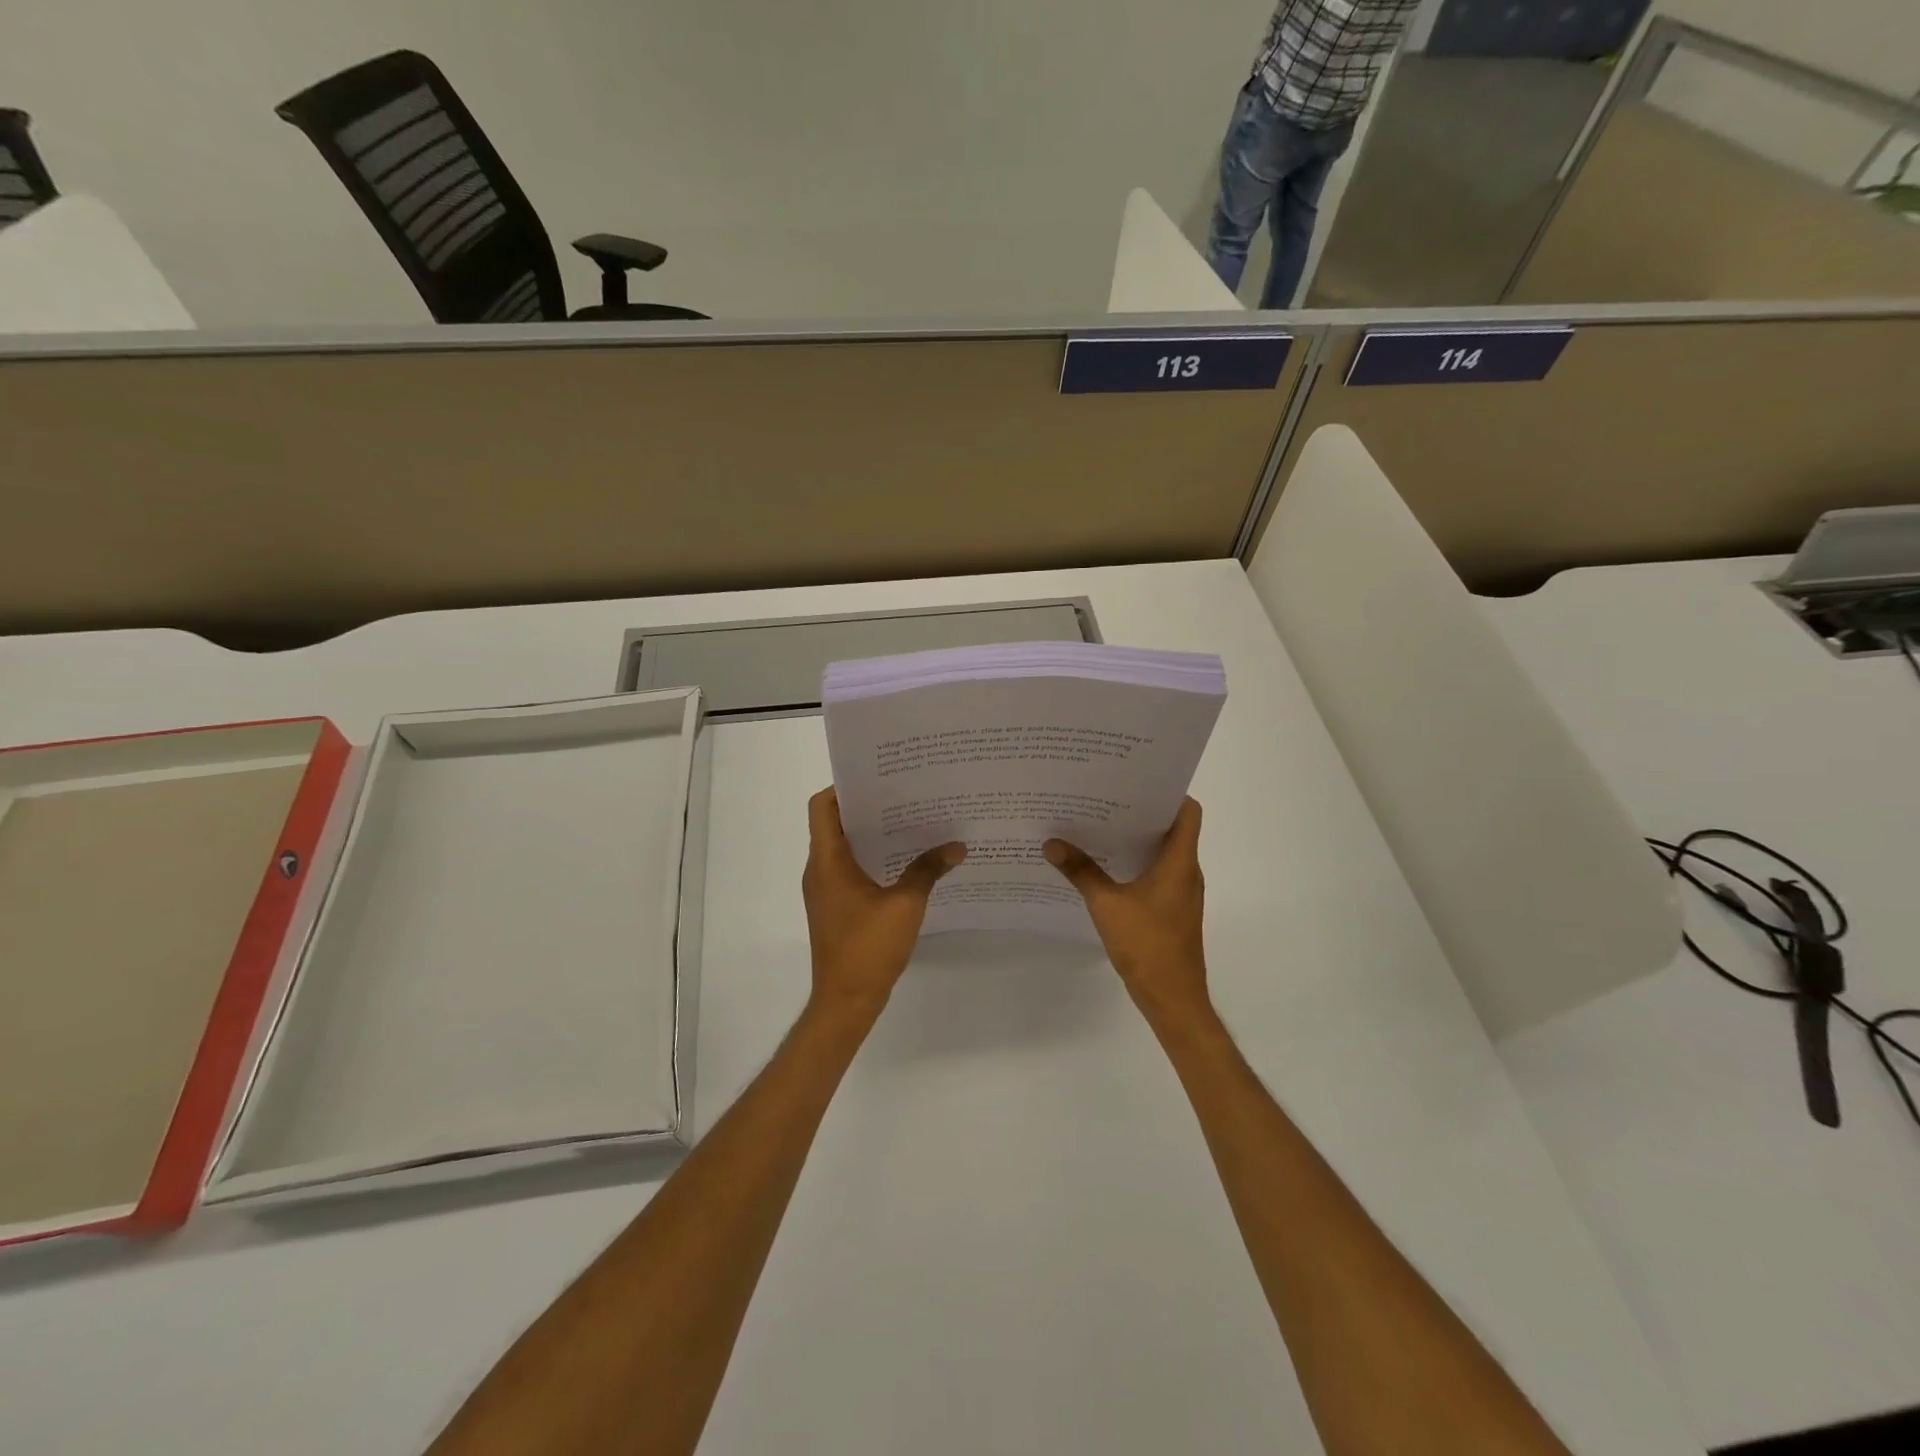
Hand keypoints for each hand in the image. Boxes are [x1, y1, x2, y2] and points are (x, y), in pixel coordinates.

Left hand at [802, 788, 965, 1018]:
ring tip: (911, 822)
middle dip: (868, 807)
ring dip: (872, 834)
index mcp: (827, 861)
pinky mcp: (835, 907)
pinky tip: (905, 862)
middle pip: (835, 823)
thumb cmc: (868, 947)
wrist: (846, 1001)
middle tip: (905, 794)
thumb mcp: (905, 905)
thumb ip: (928, 870)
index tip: (879, 778)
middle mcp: (820, 869)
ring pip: (844, 847)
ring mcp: (826, 890)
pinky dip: (872, 858)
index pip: (823, 806)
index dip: (844, 787)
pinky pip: (850, 869)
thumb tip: (957, 846)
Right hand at [1044, 797, 1208, 1022]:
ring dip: (1135, 839)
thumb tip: (1051, 843)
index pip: (1188, 811)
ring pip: (1162, 853)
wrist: (1172, 998)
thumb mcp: (1106, 904)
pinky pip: (1156, 874)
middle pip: (1171, 828)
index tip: (1135, 781)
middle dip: (1140, 812)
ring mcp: (1180, 893)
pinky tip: (1104, 866)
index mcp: (1180, 862)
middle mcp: (1186, 871)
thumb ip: (1080, 871)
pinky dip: (1134, 864)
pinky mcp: (1171, 910)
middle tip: (1104, 797)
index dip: (1168, 792)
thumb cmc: (1147, 944)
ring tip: (1098, 825)